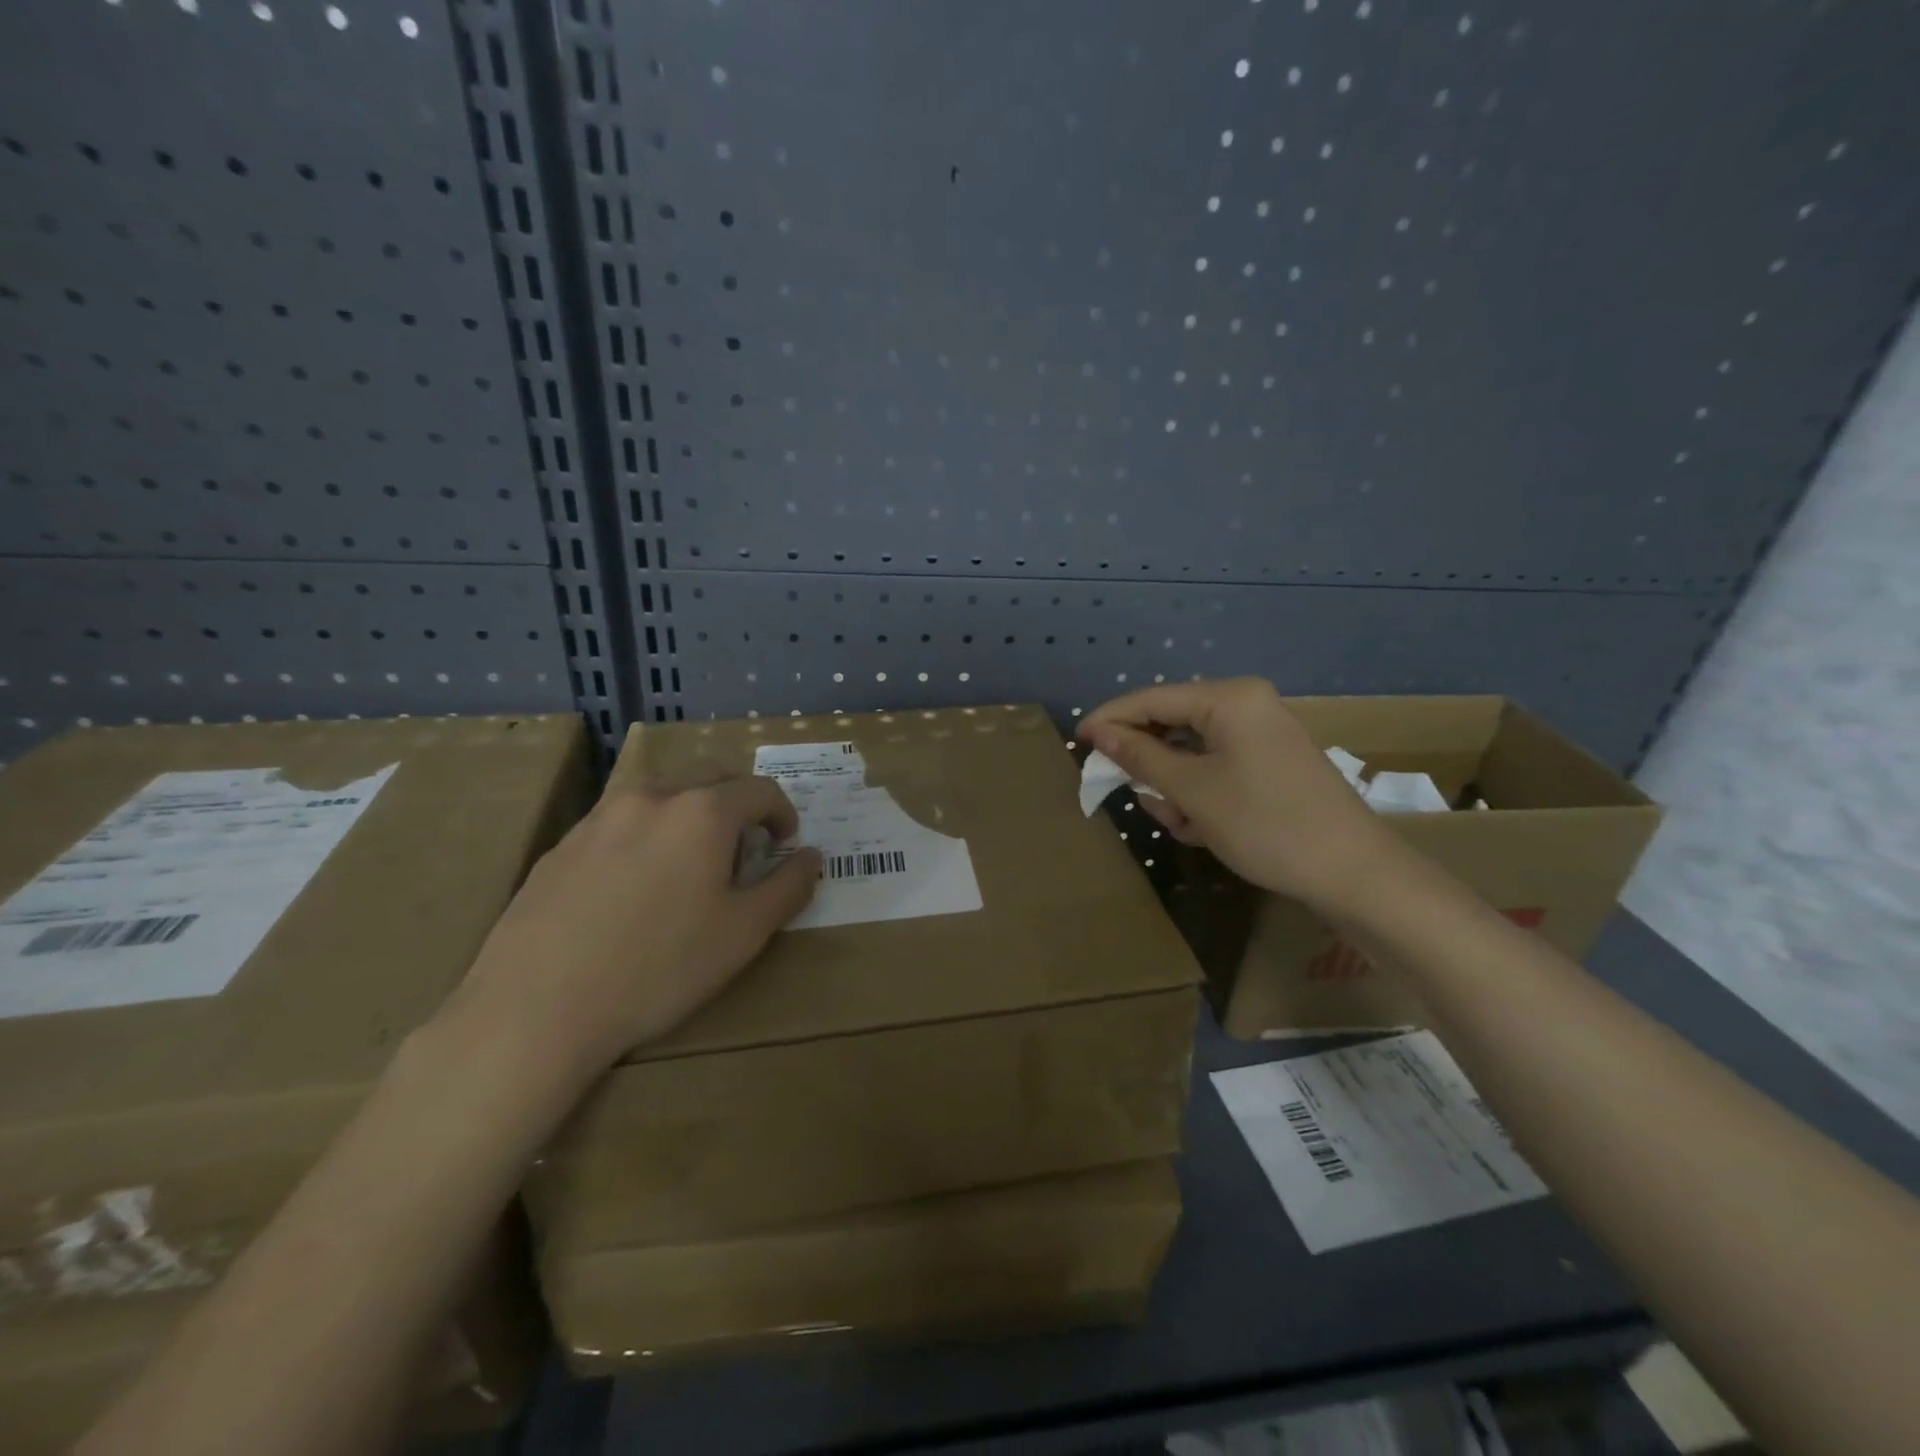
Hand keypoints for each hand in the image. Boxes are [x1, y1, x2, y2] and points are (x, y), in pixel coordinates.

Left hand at [444, 774, 820, 1091]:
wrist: (535, 1008)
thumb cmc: (658, 968)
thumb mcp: (743, 934)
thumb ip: (787, 888)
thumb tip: (812, 857)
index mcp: (702, 812)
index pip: (760, 790)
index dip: (784, 813)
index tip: (785, 845)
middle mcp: (652, 797)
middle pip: (711, 776)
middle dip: (739, 801)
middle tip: (745, 847)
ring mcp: (600, 817)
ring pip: (662, 792)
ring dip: (691, 812)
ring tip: (690, 864)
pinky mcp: (563, 844)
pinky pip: (621, 820)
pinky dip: (647, 833)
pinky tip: (635, 888)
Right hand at [1079, 678, 1401, 915]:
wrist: (1353, 873)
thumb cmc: (1265, 824)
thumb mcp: (1192, 791)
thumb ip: (1140, 757)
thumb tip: (1098, 732)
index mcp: (1229, 698)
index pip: (1152, 698)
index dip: (1110, 719)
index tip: (1077, 744)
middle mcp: (1246, 705)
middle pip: (1171, 724)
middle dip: (1151, 766)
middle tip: (1137, 798)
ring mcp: (1260, 734)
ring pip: (1190, 752)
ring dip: (1175, 788)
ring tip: (1184, 824)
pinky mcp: (1269, 762)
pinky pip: (1215, 767)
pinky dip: (1200, 794)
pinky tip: (1203, 827)